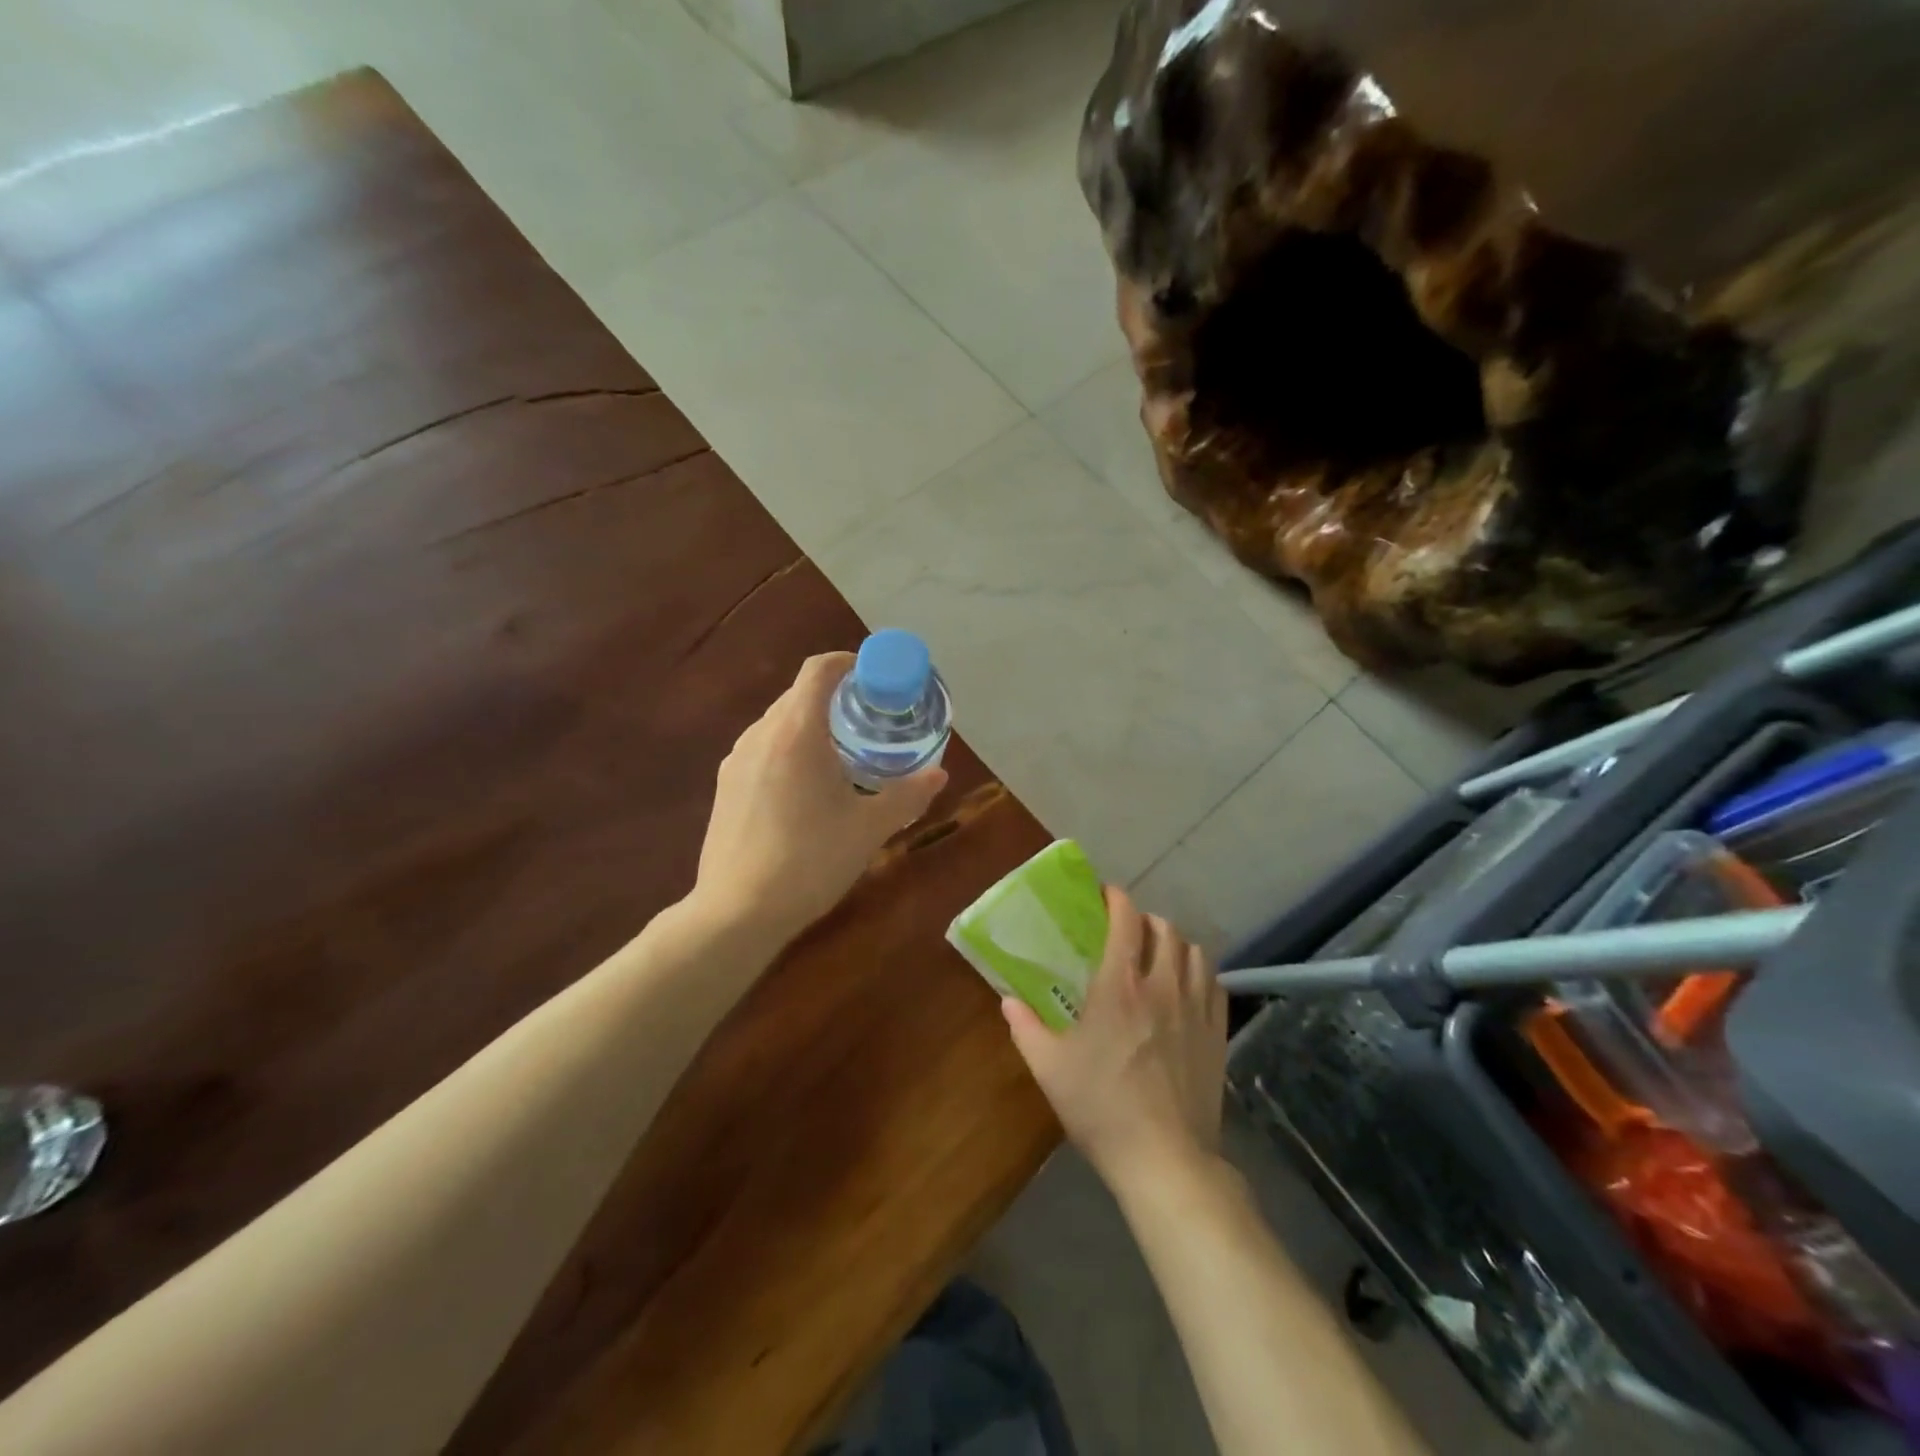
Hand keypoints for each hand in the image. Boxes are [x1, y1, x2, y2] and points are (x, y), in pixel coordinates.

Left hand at [693, 652, 947, 944]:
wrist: (738, 913)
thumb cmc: (810, 861)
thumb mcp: (869, 829)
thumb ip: (907, 795)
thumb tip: (939, 774)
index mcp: (796, 732)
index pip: (819, 670)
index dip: (850, 663)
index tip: (877, 679)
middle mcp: (760, 735)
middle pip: (799, 695)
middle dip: (837, 698)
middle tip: (871, 722)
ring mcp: (736, 761)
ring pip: (779, 724)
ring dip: (812, 726)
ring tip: (843, 756)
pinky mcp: (726, 786)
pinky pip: (763, 750)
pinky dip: (790, 751)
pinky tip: (807, 790)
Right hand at [1001, 889, 1226, 1189]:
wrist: (1165, 1160)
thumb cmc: (1101, 1108)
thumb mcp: (1050, 1068)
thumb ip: (1024, 1027)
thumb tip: (1007, 1000)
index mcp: (1119, 985)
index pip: (1125, 920)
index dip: (1116, 898)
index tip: (1105, 894)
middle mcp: (1162, 985)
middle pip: (1164, 928)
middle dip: (1144, 920)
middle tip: (1127, 932)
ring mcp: (1195, 1008)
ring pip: (1194, 950)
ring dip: (1174, 943)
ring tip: (1159, 955)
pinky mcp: (1217, 1033)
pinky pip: (1215, 983)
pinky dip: (1200, 972)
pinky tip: (1188, 986)